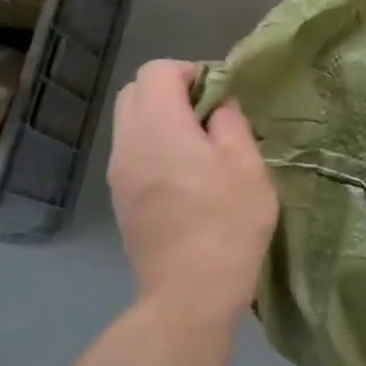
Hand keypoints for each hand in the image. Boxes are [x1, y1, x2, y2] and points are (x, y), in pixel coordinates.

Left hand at [108, 60, 277, 325]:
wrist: (190, 293)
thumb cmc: (228, 223)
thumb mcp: (247, 166)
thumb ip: (231, 124)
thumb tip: (219, 106)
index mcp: (159, 128)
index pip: (156, 71)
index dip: (190, 71)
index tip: (220, 95)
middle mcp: (128, 144)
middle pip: (134, 92)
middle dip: (171, 91)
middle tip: (209, 116)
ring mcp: (118, 174)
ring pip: (130, 123)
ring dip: (161, 120)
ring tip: (201, 147)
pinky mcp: (120, 199)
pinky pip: (132, 152)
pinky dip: (154, 146)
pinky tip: (186, 176)